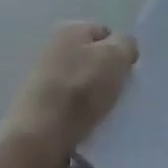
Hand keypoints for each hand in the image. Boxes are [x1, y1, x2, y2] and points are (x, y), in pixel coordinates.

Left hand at [3, 22, 138, 167]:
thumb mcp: (116, 56)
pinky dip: (85, 117)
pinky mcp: (41, 110)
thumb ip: (127, 44)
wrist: (40, 139)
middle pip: (94, 60)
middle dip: (109, 76)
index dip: (120, 51)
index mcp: (69, 29)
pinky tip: (92, 127)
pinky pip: (74, 109)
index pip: (106, 33)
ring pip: (85, 86)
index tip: (128, 73)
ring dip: (98, 99)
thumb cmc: (80, 89)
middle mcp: (53, 49)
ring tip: (108, 114)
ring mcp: (45, 81)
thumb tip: (123, 52)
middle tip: (121, 94)